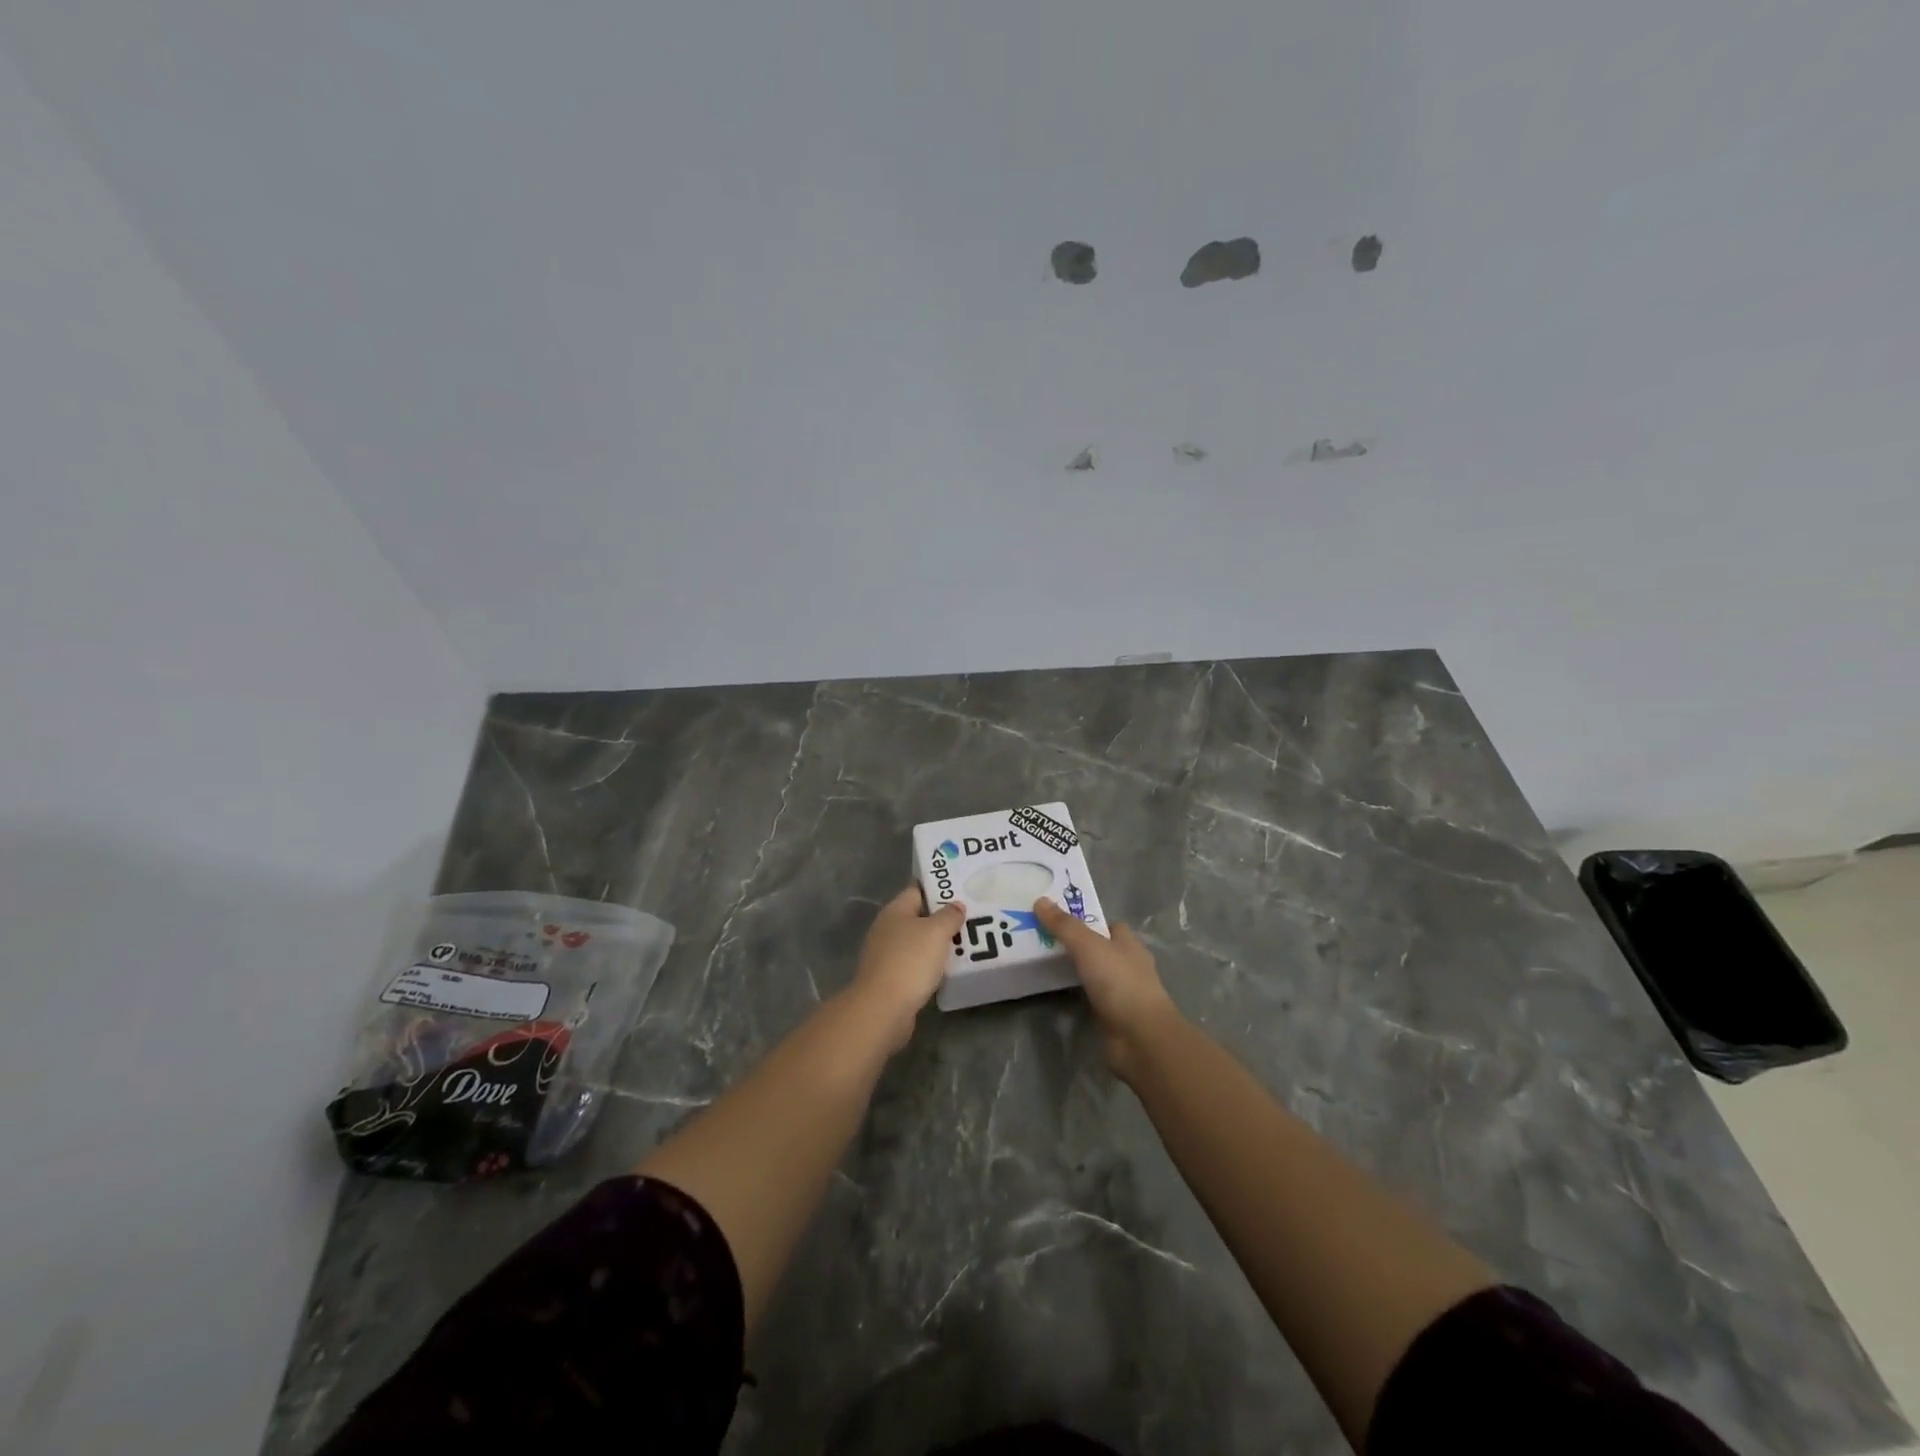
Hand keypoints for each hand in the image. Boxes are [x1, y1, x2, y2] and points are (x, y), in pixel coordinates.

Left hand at [846, 886, 965, 1053]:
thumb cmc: (910, 962)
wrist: (883, 1009)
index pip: (918, 890)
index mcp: (895, 911)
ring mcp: (886, 955)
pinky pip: (915, 965)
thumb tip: (956, 905)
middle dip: (943, 919)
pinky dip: (931, 965)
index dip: (939, 889)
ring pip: (918, 943)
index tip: (962, 890)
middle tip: (971, 919)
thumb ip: (949, 915)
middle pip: (919, 917)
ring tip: (966, 944)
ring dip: (938, 944)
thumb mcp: (936, 932)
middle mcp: (887, 929)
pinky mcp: (890, 979)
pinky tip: (948, 970)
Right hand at [1034, 897, 1178, 1078]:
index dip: (1086, 921)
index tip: (1058, 920)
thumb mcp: (1088, 946)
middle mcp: (1129, 965)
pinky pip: (1091, 998)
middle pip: (1100, 949)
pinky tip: (1057, 993)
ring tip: (1044, 964)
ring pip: (1095, 974)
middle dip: (1077, 946)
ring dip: (1076, 971)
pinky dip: (1078, 994)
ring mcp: (1123, 993)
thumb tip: (1040, 900)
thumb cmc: (1119, 982)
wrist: (1140, 1037)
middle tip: (1044, 941)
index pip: (1108, 926)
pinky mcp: (1114, 1016)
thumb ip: (1064, 925)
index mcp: (1129, 944)